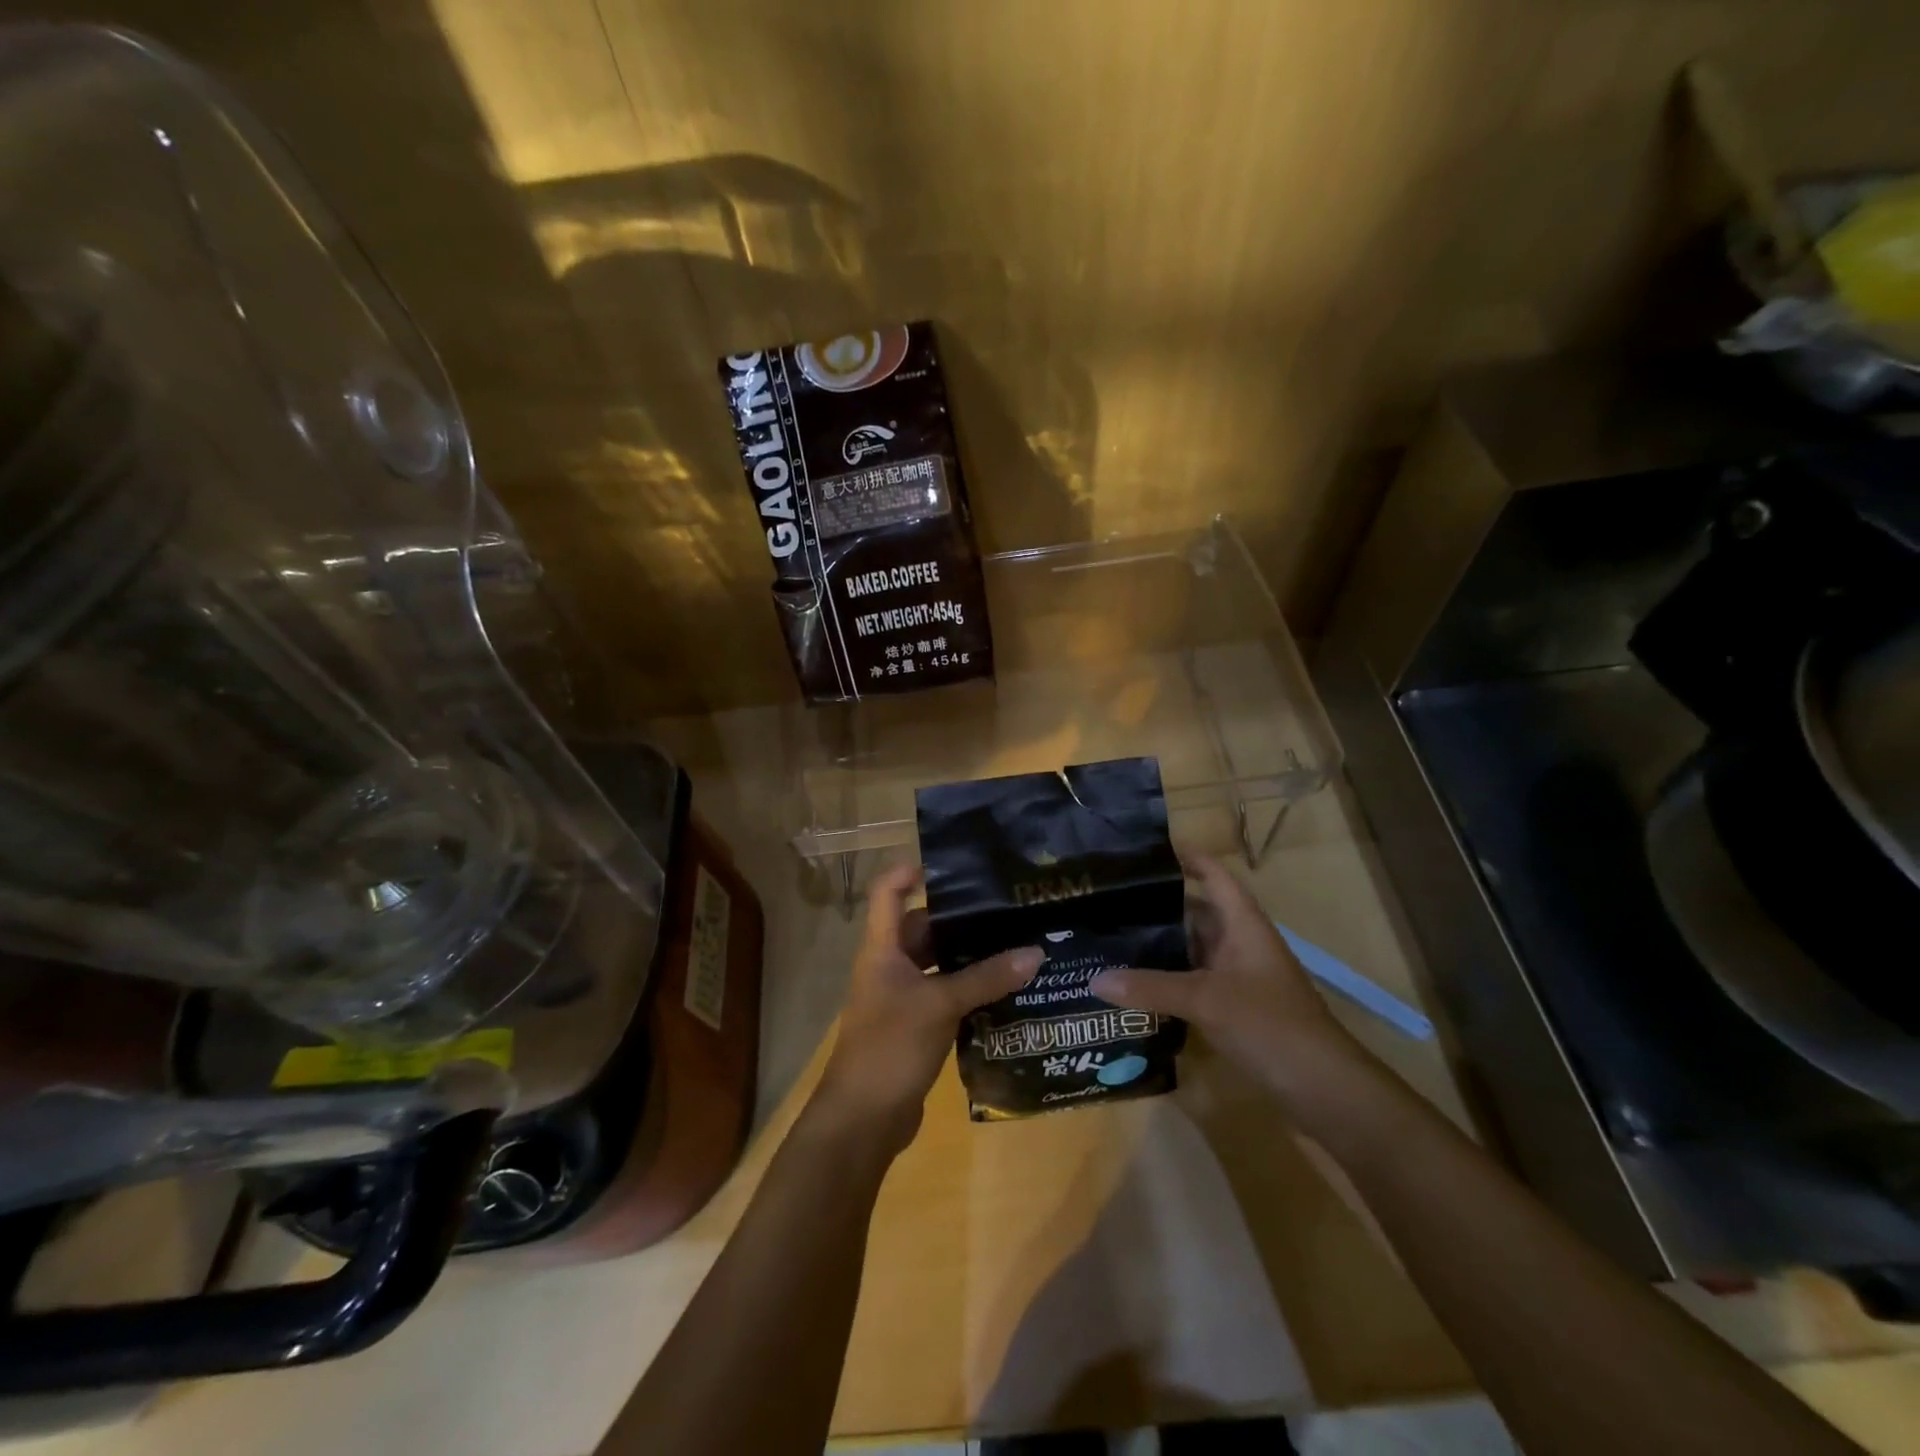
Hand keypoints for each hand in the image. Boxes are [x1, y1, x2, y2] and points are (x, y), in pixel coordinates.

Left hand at [815, 863, 1041, 1152]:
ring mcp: (901, 999)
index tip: (952, 866)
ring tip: (1015, 944)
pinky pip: (945, 995)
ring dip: (968, 957)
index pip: (887, 892)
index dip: (909, 871)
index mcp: (882, 949)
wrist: (862, 1120)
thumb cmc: (890, 1047)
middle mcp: (889, 966)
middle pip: (921, 927)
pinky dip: (969, 990)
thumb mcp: (940, 1005)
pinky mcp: (915, 1027)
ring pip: (937, 964)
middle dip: (958, 919)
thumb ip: (986, 978)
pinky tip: (1005, 990)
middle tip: (1005, 908)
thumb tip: (1035, 953)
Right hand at [1089, 854, 1368, 1113]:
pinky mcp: (1235, 1006)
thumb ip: (1151, 987)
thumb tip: (1095, 979)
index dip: (1185, 857)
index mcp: (1243, 924)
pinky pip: (1194, 980)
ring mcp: (1239, 976)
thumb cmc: (1270, 1024)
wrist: (1323, 1087)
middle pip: (1196, 911)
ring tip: (1112, 937)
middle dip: (1157, 906)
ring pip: (1193, 948)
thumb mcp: (1206, 1000)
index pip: (1213, 875)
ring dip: (1161, 945)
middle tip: (1109, 900)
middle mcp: (1240, 942)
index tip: (1144, 850)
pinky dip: (1168, 978)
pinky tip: (1135, 983)